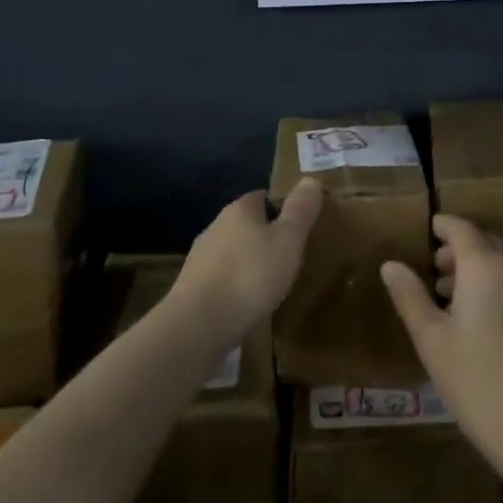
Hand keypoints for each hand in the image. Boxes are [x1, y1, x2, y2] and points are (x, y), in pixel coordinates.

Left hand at [173, 178, 323, 340]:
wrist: (198, 323)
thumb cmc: (250, 276)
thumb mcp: (288, 240)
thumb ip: (300, 210)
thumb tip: (311, 179)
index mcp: (240, 209)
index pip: (264, 197)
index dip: (283, 210)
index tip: (299, 229)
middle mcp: (216, 225)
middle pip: (247, 224)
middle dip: (265, 238)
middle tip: (289, 258)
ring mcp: (200, 256)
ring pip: (233, 252)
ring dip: (249, 263)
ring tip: (270, 284)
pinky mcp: (191, 286)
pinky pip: (220, 278)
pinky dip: (234, 285)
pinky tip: (245, 304)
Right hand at [381, 214, 502, 473]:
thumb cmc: (477, 382)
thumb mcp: (432, 340)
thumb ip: (410, 296)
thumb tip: (391, 265)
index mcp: (484, 265)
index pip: (461, 228)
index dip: (442, 227)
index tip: (426, 232)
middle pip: (484, 242)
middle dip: (458, 249)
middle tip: (433, 270)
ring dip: (478, 268)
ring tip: (451, 297)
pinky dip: (497, 284)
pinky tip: (482, 319)